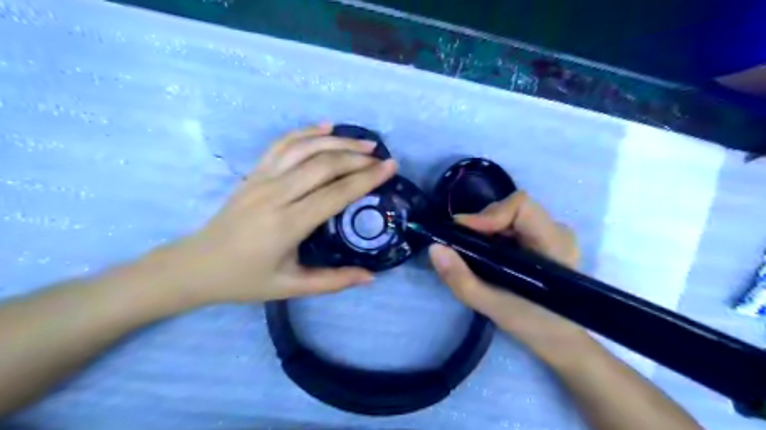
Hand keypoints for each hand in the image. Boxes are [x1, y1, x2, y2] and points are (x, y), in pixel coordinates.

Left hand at [147, 124, 397, 305]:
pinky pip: (282, 144)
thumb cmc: (245, 280)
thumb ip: (334, 281)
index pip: (335, 193)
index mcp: (288, 224)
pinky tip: (325, 127)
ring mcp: (262, 179)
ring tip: (363, 142)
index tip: (390, 167)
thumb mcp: (291, 287)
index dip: (366, 178)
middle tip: (382, 158)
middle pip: (324, 165)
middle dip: (357, 158)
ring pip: (305, 148)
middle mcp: (276, 194)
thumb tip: (371, 276)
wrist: (196, 266)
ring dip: (337, 141)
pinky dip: (306, 132)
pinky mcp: (254, 173)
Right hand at [429, 192, 587, 362]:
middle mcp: (557, 231)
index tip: (463, 233)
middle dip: (482, 224)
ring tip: (473, 253)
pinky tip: (486, 256)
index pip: (521, 206)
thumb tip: (435, 249)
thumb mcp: (493, 307)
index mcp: (554, 243)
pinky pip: (512, 225)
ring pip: (510, 215)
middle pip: (512, 208)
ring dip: (486, 230)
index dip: (489, 215)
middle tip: (462, 246)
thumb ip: (462, 279)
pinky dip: (492, 236)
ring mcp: (552, 234)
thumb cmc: (535, 326)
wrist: (561, 341)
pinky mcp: (543, 240)